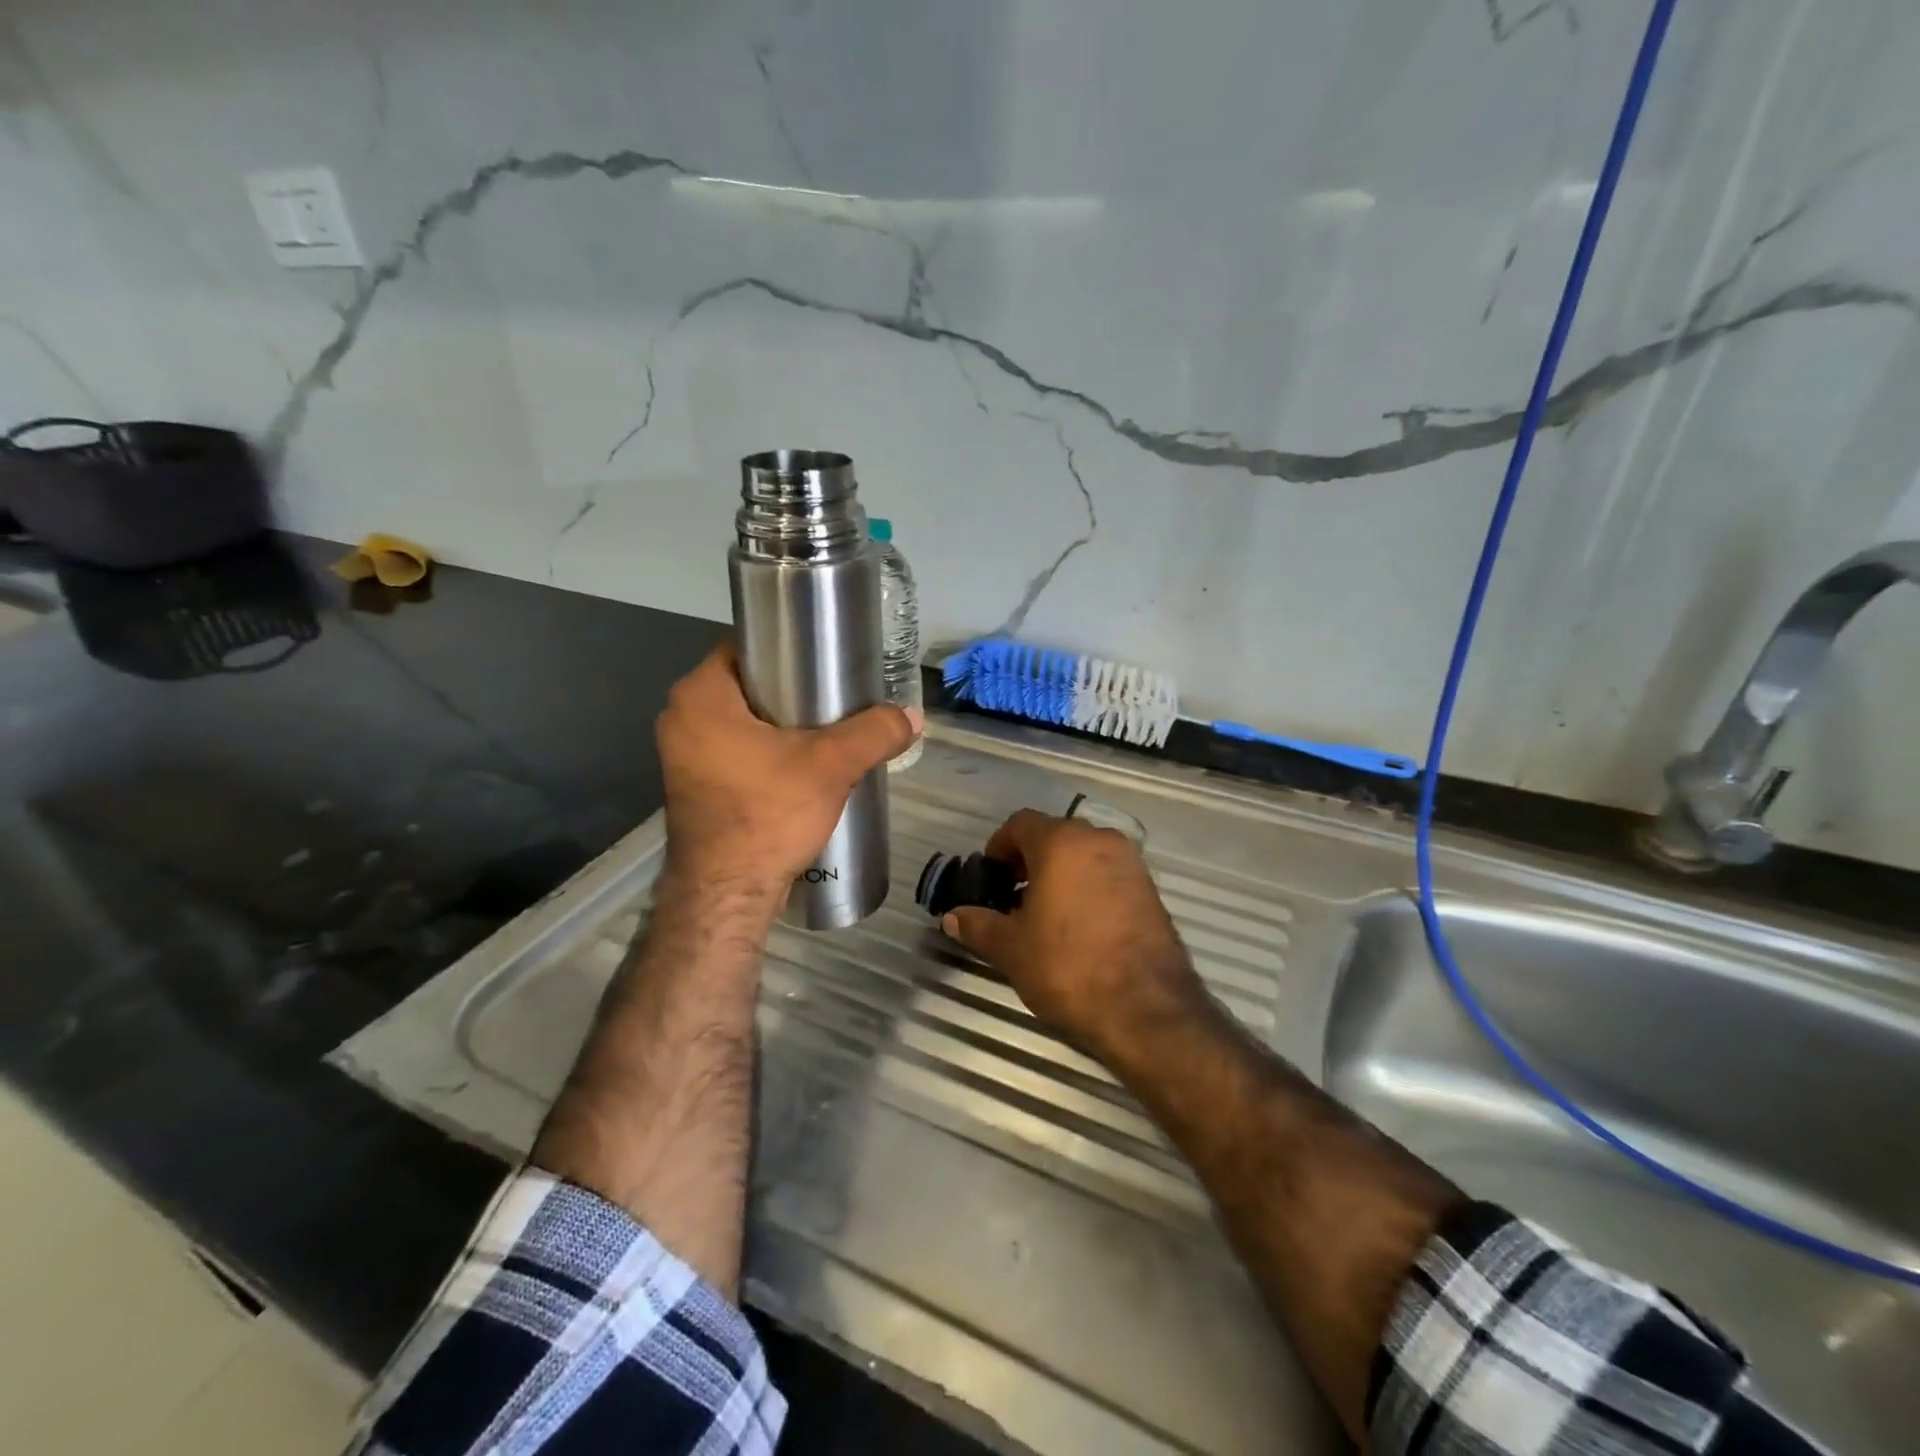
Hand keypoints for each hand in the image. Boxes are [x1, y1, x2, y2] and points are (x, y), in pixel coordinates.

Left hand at [656, 640, 919, 901]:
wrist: (728, 894)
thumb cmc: (768, 815)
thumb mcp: (831, 766)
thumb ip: (874, 732)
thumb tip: (912, 717)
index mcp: (700, 696)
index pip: (746, 647)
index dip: (788, 649)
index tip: (826, 660)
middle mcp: (681, 718)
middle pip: (748, 685)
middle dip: (792, 690)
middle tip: (836, 696)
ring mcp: (684, 756)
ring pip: (742, 721)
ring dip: (781, 724)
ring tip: (829, 729)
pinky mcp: (696, 786)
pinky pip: (736, 751)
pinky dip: (767, 751)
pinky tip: (804, 764)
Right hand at [942, 809, 1204, 1063]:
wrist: (1146, 1008)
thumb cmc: (1068, 966)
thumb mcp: (1011, 948)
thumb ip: (978, 925)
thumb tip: (952, 917)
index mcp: (1062, 842)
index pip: (1021, 823)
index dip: (999, 846)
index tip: (991, 876)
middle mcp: (1099, 840)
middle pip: (1055, 835)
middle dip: (1030, 860)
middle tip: (1013, 896)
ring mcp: (1131, 864)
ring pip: (1085, 855)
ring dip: (1062, 873)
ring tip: (1046, 914)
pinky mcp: (1151, 890)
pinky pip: (1109, 875)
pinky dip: (1089, 887)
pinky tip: (1080, 926)